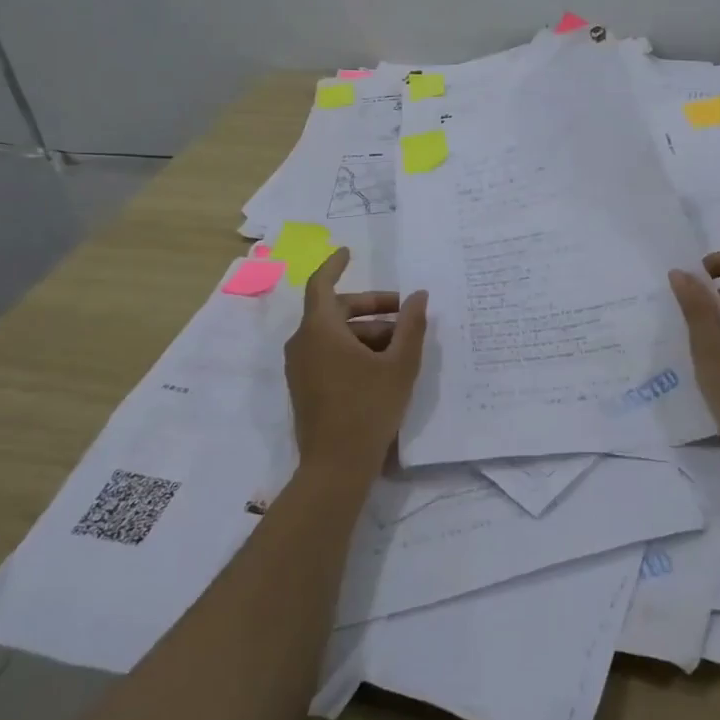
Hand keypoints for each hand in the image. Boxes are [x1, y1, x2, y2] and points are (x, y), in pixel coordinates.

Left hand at [284, 248, 428, 484]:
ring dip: (366, 331)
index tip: (349, 252)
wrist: (335, 467)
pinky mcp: (305, 386)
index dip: (335, 265)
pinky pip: (328, 353)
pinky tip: (382, 365)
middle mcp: (303, 343)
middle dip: (371, 307)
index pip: (322, 284)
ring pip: (334, 334)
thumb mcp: (399, 365)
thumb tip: (419, 296)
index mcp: (320, 330)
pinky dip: (353, 349)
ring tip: (401, 345)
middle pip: (335, 310)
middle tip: (404, 313)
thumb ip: (411, 326)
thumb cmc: (368, 408)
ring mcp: (301, 367)